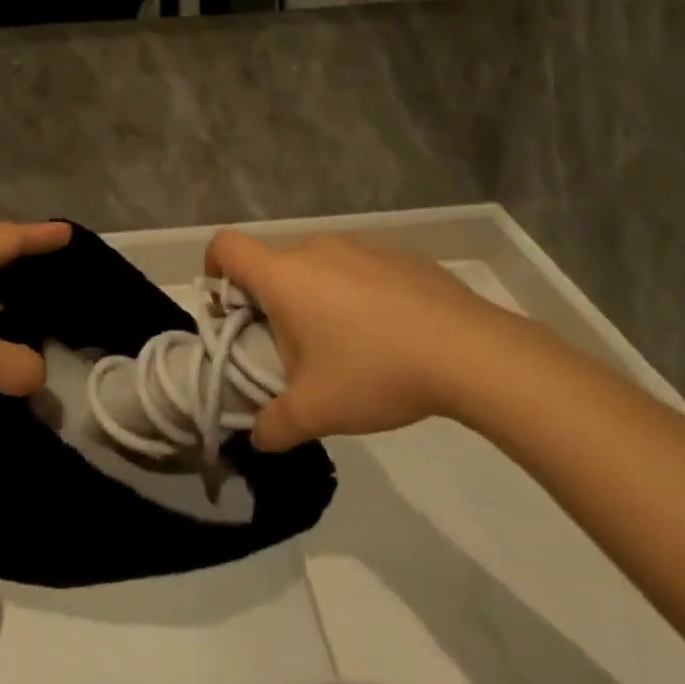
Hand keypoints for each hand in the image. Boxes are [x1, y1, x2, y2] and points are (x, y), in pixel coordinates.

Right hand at [204, 230, 517, 452]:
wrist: (470, 351)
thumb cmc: (376, 371)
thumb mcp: (317, 411)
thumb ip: (274, 426)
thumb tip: (257, 438)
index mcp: (284, 275)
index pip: (226, 246)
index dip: (214, 268)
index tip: (227, 307)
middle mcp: (315, 247)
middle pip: (273, 265)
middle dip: (271, 302)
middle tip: (292, 350)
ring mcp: (359, 244)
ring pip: (316, 266)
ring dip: (314, 297)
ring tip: (345, 346)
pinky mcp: (397, 252)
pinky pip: (357, 267)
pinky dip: (355, 292)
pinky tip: (387, 332)